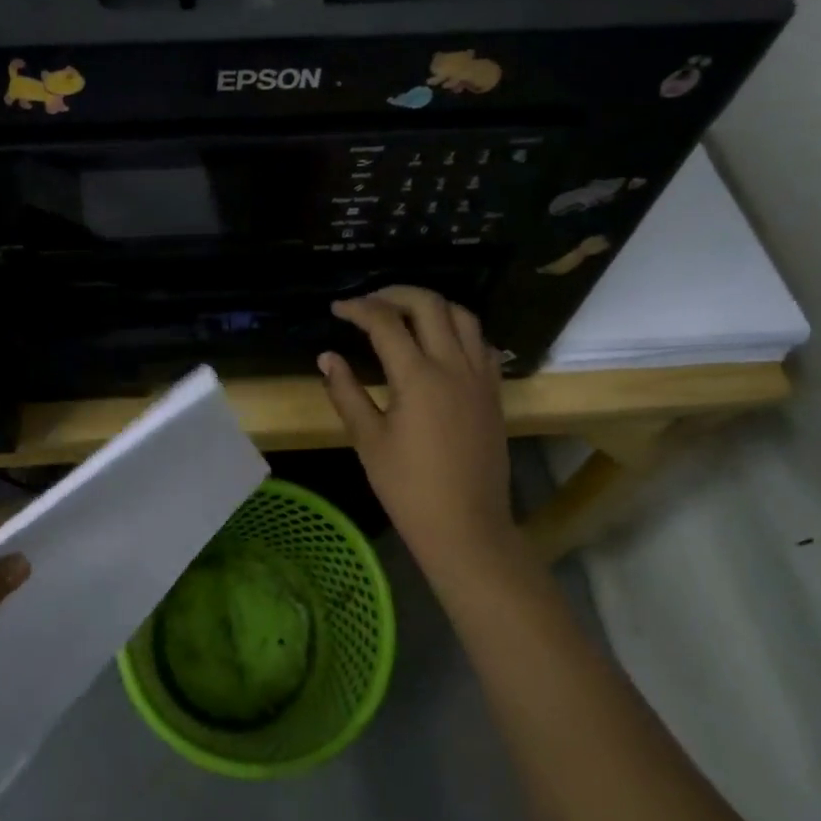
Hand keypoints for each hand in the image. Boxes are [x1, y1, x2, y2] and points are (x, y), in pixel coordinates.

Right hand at [318, 287, 523, 574]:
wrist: (466, 526)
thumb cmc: (409, 488)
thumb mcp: (368, 441)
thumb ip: (346, 392)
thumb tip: (326, 357)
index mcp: (418, 377)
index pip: (386, 322)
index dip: (358, 308)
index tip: (338, 309)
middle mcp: (453, 366)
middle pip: (430, 304)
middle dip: (395, 294)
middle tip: (369, 303)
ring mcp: (480, 377)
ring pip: (463, 316)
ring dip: (431, 305)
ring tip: (405, 314)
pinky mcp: (493, 392)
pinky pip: (481, 343)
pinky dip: (458, 330)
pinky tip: (440, 344)